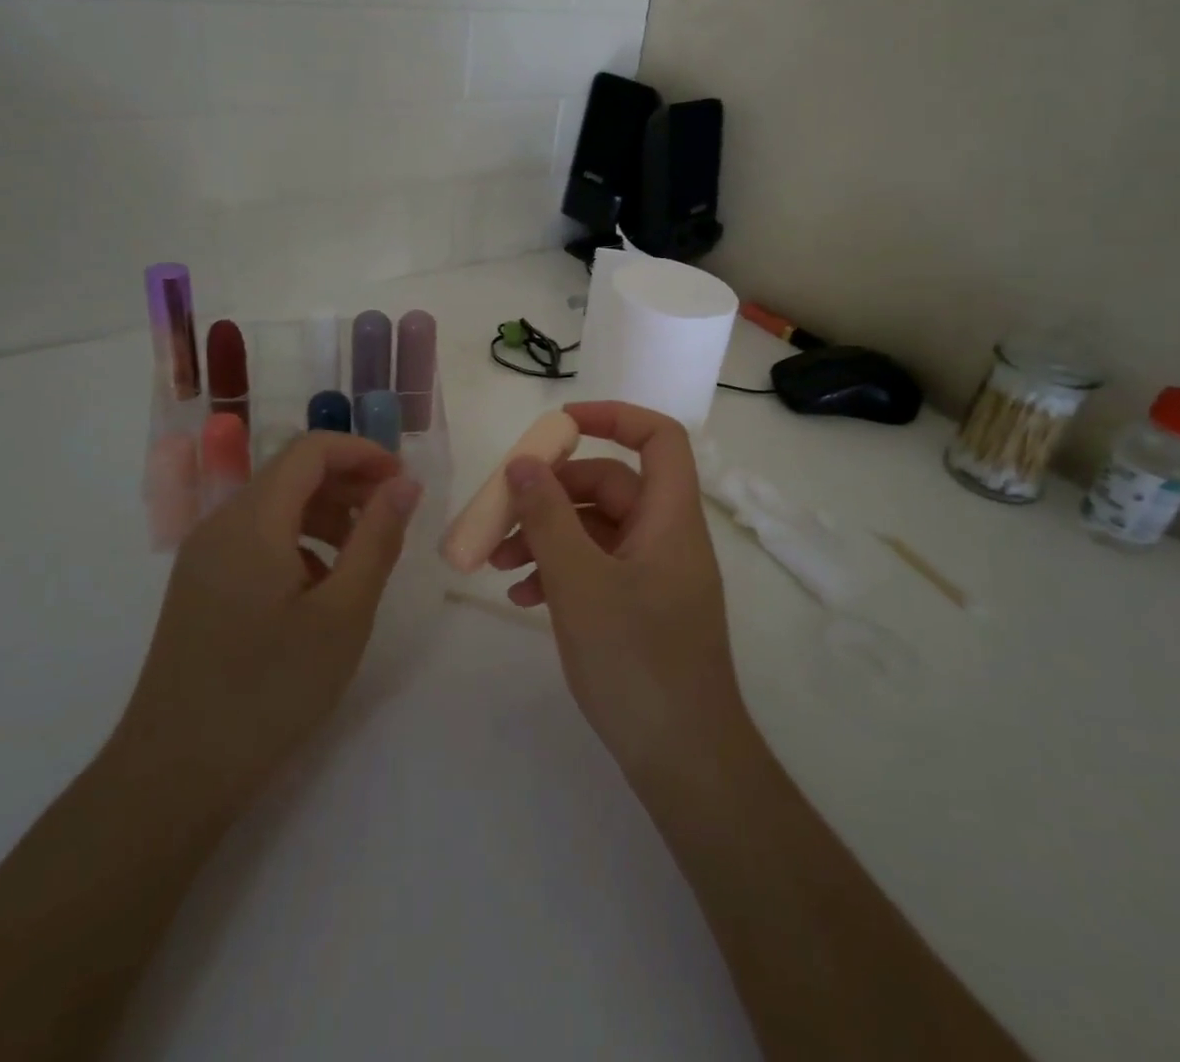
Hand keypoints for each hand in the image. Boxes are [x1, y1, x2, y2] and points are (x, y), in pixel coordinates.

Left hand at [109, 433, 420, 829]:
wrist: (175, 774)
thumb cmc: (270, 690)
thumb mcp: (343, 613)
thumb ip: (377, 539)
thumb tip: (405, 484)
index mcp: (252, 521)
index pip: (310, 450)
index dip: (362, 453)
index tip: (404, 483)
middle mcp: (220, 524)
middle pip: (291, 473)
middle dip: (348, 482)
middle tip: (393, 517)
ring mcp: (204, 556)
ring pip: (274, 505)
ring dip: (326, 512)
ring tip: (364, 554)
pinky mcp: (200, 585)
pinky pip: (256, 538)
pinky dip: (298, 540)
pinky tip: (321, 585)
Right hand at [490, 401, 750, 779]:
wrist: (683, 760)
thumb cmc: (636, 662)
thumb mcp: (579, 583)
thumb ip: (547, 517)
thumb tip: (523, 463)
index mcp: (669, 518)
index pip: (658, 438)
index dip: (613, 418)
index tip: (558, 424)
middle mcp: (666, 537)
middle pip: (610, 485)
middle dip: (552, 492)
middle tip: (500, 510)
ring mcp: (654, 575)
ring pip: (595, 529)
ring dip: (546, 535)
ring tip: (496, 561)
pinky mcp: (640, 607)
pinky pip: (596, 567)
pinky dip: (559, 570)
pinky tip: (520, 596)